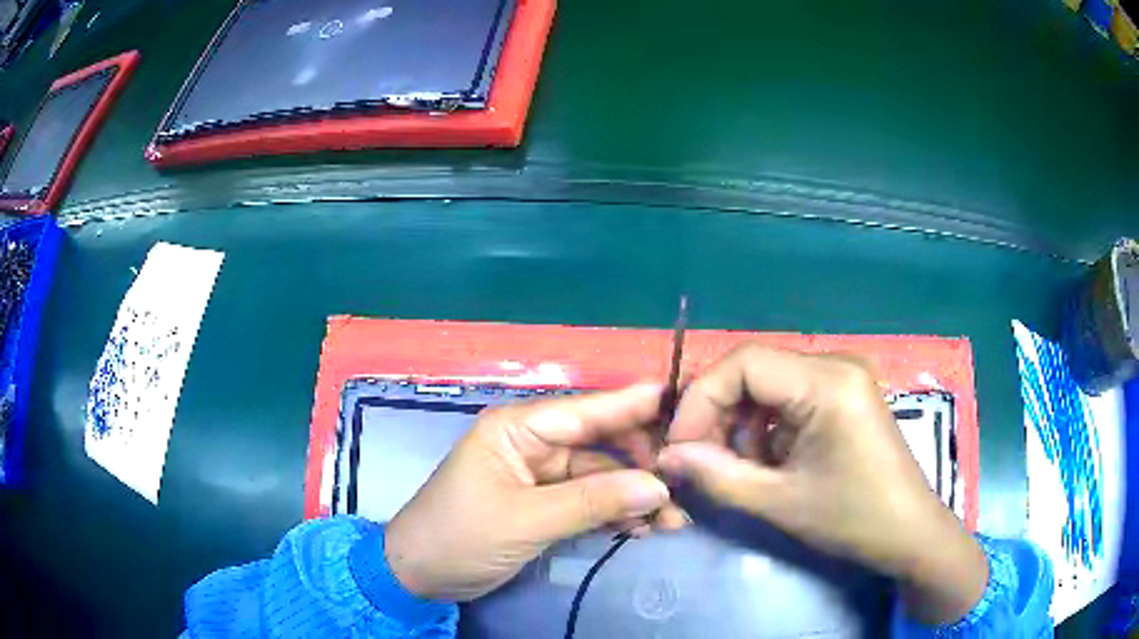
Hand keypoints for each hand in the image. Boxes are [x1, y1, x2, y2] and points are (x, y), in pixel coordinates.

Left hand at [384, 384, 687, 601]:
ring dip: (635, 496)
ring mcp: (541, 477)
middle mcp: (533, 444)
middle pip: (601, 444)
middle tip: (685, 483)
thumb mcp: (525, 519)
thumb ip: (593, 501)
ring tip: (674, 518)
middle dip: (642, 465)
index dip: (634, 406)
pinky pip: (590, 502)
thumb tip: (659, 485)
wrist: (420, 576)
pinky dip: (616, 514)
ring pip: (601, 477)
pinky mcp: (545, 505)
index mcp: (518, 428)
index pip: (586, 410)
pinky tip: (644, 528)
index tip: (685, 406)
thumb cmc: (460, 536)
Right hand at [657, 344, 987, 624]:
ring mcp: (843, 377)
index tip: (680, 446)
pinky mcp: (845, 395)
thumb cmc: (853, 519)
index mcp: (828, 381)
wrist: (909, 533)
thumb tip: (668, 456)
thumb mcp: (779, 501)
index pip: (744, 363)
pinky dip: (766, 428)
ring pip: (768, 385)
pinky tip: (768, 462)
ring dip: (741, 424)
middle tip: (699, 459)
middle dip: (719, 414)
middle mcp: (836, 364)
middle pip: (755, 370)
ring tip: (737, 467)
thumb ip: (717, 475)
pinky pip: (789, 398)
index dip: (701, 399)